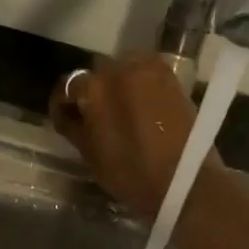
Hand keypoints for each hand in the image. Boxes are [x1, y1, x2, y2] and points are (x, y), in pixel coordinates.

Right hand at [48, 55, 214, 219]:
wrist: (186, 180)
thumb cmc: (132, 175)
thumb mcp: (91, 155)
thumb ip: (73, 127)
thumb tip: (67, 113)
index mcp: (94, 89)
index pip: (66, 86)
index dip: (62, 104)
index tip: (65, 118)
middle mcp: (118, 69)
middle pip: (95, 73)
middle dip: (91, 91)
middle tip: (95, 115)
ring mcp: (147, 69)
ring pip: (121, 68)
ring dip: (116, 84)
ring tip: (120, 109)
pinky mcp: (170, 76)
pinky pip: (144, 72)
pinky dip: (138, 83)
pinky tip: (140, 104)